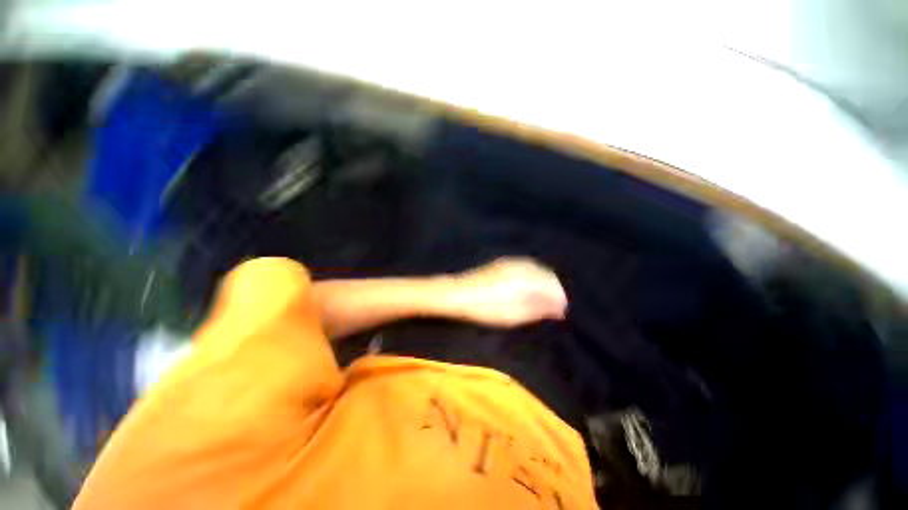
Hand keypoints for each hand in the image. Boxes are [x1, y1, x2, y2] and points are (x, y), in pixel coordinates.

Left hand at [448, 258, 567, 327]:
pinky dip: (531, 278)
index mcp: (525, 277)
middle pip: (546, 274)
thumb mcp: (513, 314)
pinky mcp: (501, 263)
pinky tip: (527, 288)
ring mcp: (510, 262)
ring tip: (541, 300)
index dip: (559, 298)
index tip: (561, 312)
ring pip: (535, 269)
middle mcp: (520, 265)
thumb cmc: (486, 307)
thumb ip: (538, 309)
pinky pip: (525, 267)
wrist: (457, 293)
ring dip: (542, 283)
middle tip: (552, 308)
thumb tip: (558, 308)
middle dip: (552, 290)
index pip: (552, 284)